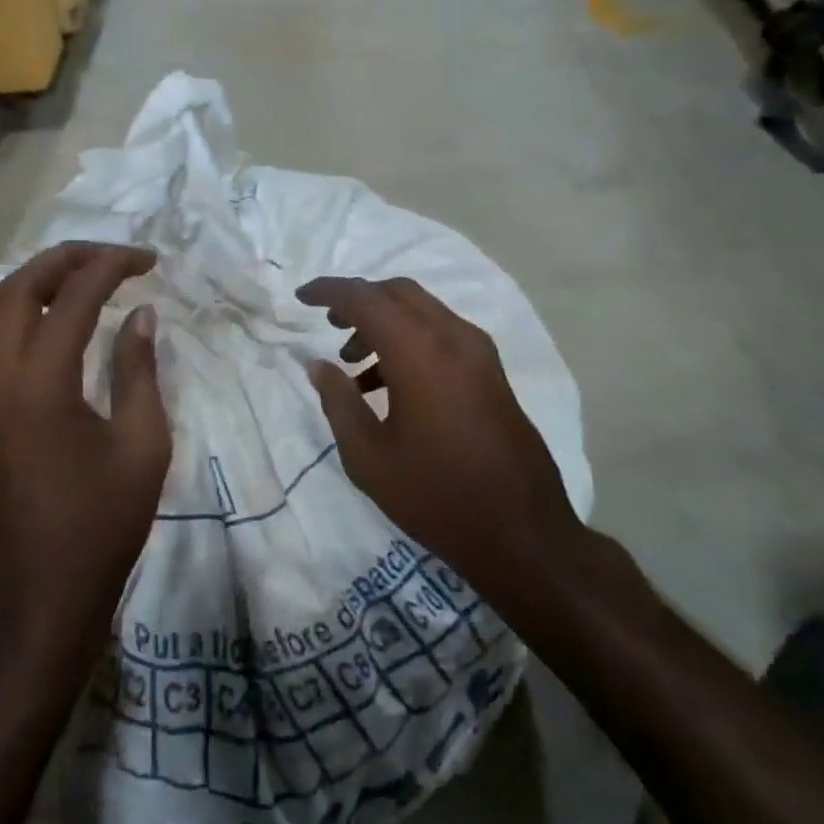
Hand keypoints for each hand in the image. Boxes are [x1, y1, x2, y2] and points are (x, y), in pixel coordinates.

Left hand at [0, 242, 170, 663]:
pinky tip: (35, 324)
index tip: (148, 261)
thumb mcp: (143, 445)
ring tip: (68, 283)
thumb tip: (140, 315)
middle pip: (19, 288)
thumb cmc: (103, 522)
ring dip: (23, 282)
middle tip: (112, 259)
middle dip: (67, 260)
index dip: (112, 267)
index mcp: (43, 383)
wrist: (43, 590)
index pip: (73, 297)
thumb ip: (140, 371)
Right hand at [297, 276, 579, 605]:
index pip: (366, 298)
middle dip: (360, 300)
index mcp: (420, 352)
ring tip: (354, 365)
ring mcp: (480, 354)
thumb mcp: (368, 456)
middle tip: (330, 325)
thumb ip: (338, 402)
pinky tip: (390, 385)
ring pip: (424, 312)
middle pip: (399, 293)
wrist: (521, 531)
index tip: (302, 296)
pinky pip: (443, 335)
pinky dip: (411, 341)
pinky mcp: (492, 373)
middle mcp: (453, 338)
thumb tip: (318, 365)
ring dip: (386, 322)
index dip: (330, 291)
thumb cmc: (435, 495)